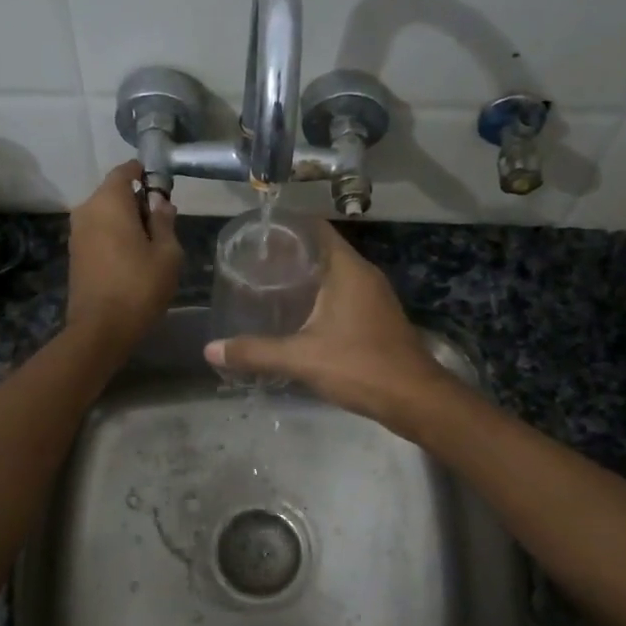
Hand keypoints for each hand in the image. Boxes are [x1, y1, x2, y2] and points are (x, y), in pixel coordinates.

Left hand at [65, 162, 181, 357]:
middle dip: (137, 201)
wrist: (101, 328)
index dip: (144, 173)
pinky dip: (114, 235)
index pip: (125, 171)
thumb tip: (160, 203)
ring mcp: (76, 233)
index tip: (162, 186)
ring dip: (126, 221)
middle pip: (114, 193)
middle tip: (163, 222)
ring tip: (150, 243)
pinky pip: (98, 232)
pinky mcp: (74, 254)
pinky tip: (132, 256)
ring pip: (105, 214)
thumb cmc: (139, 286)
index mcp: (109, 202)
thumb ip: (164, 222)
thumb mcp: (167, 253)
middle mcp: (87, 210)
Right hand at [204, 221, 460, 432]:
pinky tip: (297, 315)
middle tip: (251, 263)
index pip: (315, 227)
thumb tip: (210, 350)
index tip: (255, 235)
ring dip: (304, 277)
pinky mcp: (377, 317)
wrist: (414, 399)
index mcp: (347, 268)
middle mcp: (363, 274)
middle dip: (288, 254)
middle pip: (321, 249)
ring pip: (333, 274)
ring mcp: (374, 296)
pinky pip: (342, 294)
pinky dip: (319, 296)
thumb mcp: (301, 358)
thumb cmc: (360, 366)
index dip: (285, 226)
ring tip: (267, 286)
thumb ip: (255, 352)